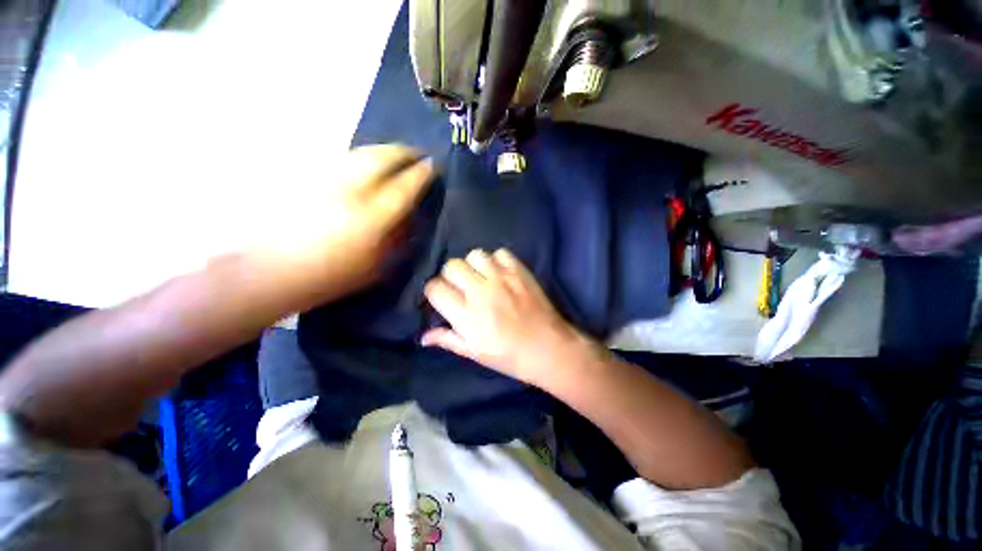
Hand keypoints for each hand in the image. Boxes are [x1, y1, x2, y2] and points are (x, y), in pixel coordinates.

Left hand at [255, 145, 434, 293]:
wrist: (273, 272)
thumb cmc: (330, 277)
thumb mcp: (376, 267)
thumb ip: (398, 238)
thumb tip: (412, 216)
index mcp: (371, 219)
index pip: (405, 186)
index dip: (422, 173)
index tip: (433, 166)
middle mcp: (349, 192)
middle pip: (382, 158)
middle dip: (404, 151)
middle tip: (417, 152)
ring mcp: (324, 180)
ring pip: (360, 153)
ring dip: (383, 150)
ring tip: (395, 153)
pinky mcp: (306, 177)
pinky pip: (341, 158)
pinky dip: (360, 156)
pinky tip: (366, 162)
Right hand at [422, 248, 592, 386]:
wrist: (548, 349)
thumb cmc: (509, 356)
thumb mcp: (474, 353)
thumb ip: (448, 340)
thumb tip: (423, 337)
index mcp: (466, 315)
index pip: (435, 288)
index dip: (434, 291)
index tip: (442, 297)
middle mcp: (481, 291)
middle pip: (452, 266)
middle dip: (451, 276)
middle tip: (461, 288)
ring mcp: (502, 279)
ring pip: (475, 255)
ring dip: (473, 265)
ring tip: (480, 277)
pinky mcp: (520, 272)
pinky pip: (501, 253)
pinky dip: (496, 260)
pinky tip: (499, 273)